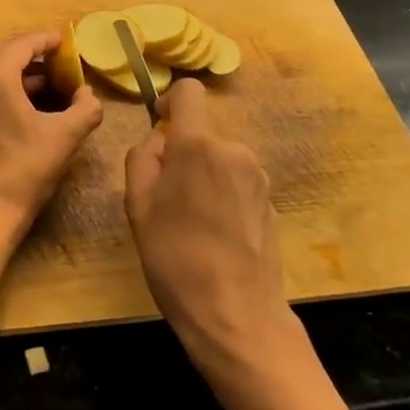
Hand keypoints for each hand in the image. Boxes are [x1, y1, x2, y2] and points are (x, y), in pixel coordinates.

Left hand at [0, 29, 102, 282]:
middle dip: (34, 53)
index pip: (25, 42)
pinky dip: (3, 83)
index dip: (49, 39)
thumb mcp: (65, 137)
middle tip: (62, 61)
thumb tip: (88, 93)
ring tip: (49, 80)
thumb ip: (86, 107)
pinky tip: (26, 99)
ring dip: (19, 69)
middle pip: (6, 50)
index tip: (67, 40)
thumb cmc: (23, 171)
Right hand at [123, 77, 289, 371]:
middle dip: (183, 154)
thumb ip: (142, 158)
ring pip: (220, 160)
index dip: (170, 102)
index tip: (161, 132)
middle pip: (202, 134)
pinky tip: (217, 238)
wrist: (237, 317)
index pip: (189, 91)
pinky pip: (238, 184)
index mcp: (198, 145)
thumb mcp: (137, 207)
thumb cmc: (176, 259)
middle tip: (166, 200)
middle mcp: (234, 150)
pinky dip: (224, 197)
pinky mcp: (271, 202)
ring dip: (204, 177)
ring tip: (191, 224)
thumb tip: (160, 140)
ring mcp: (258, 177)